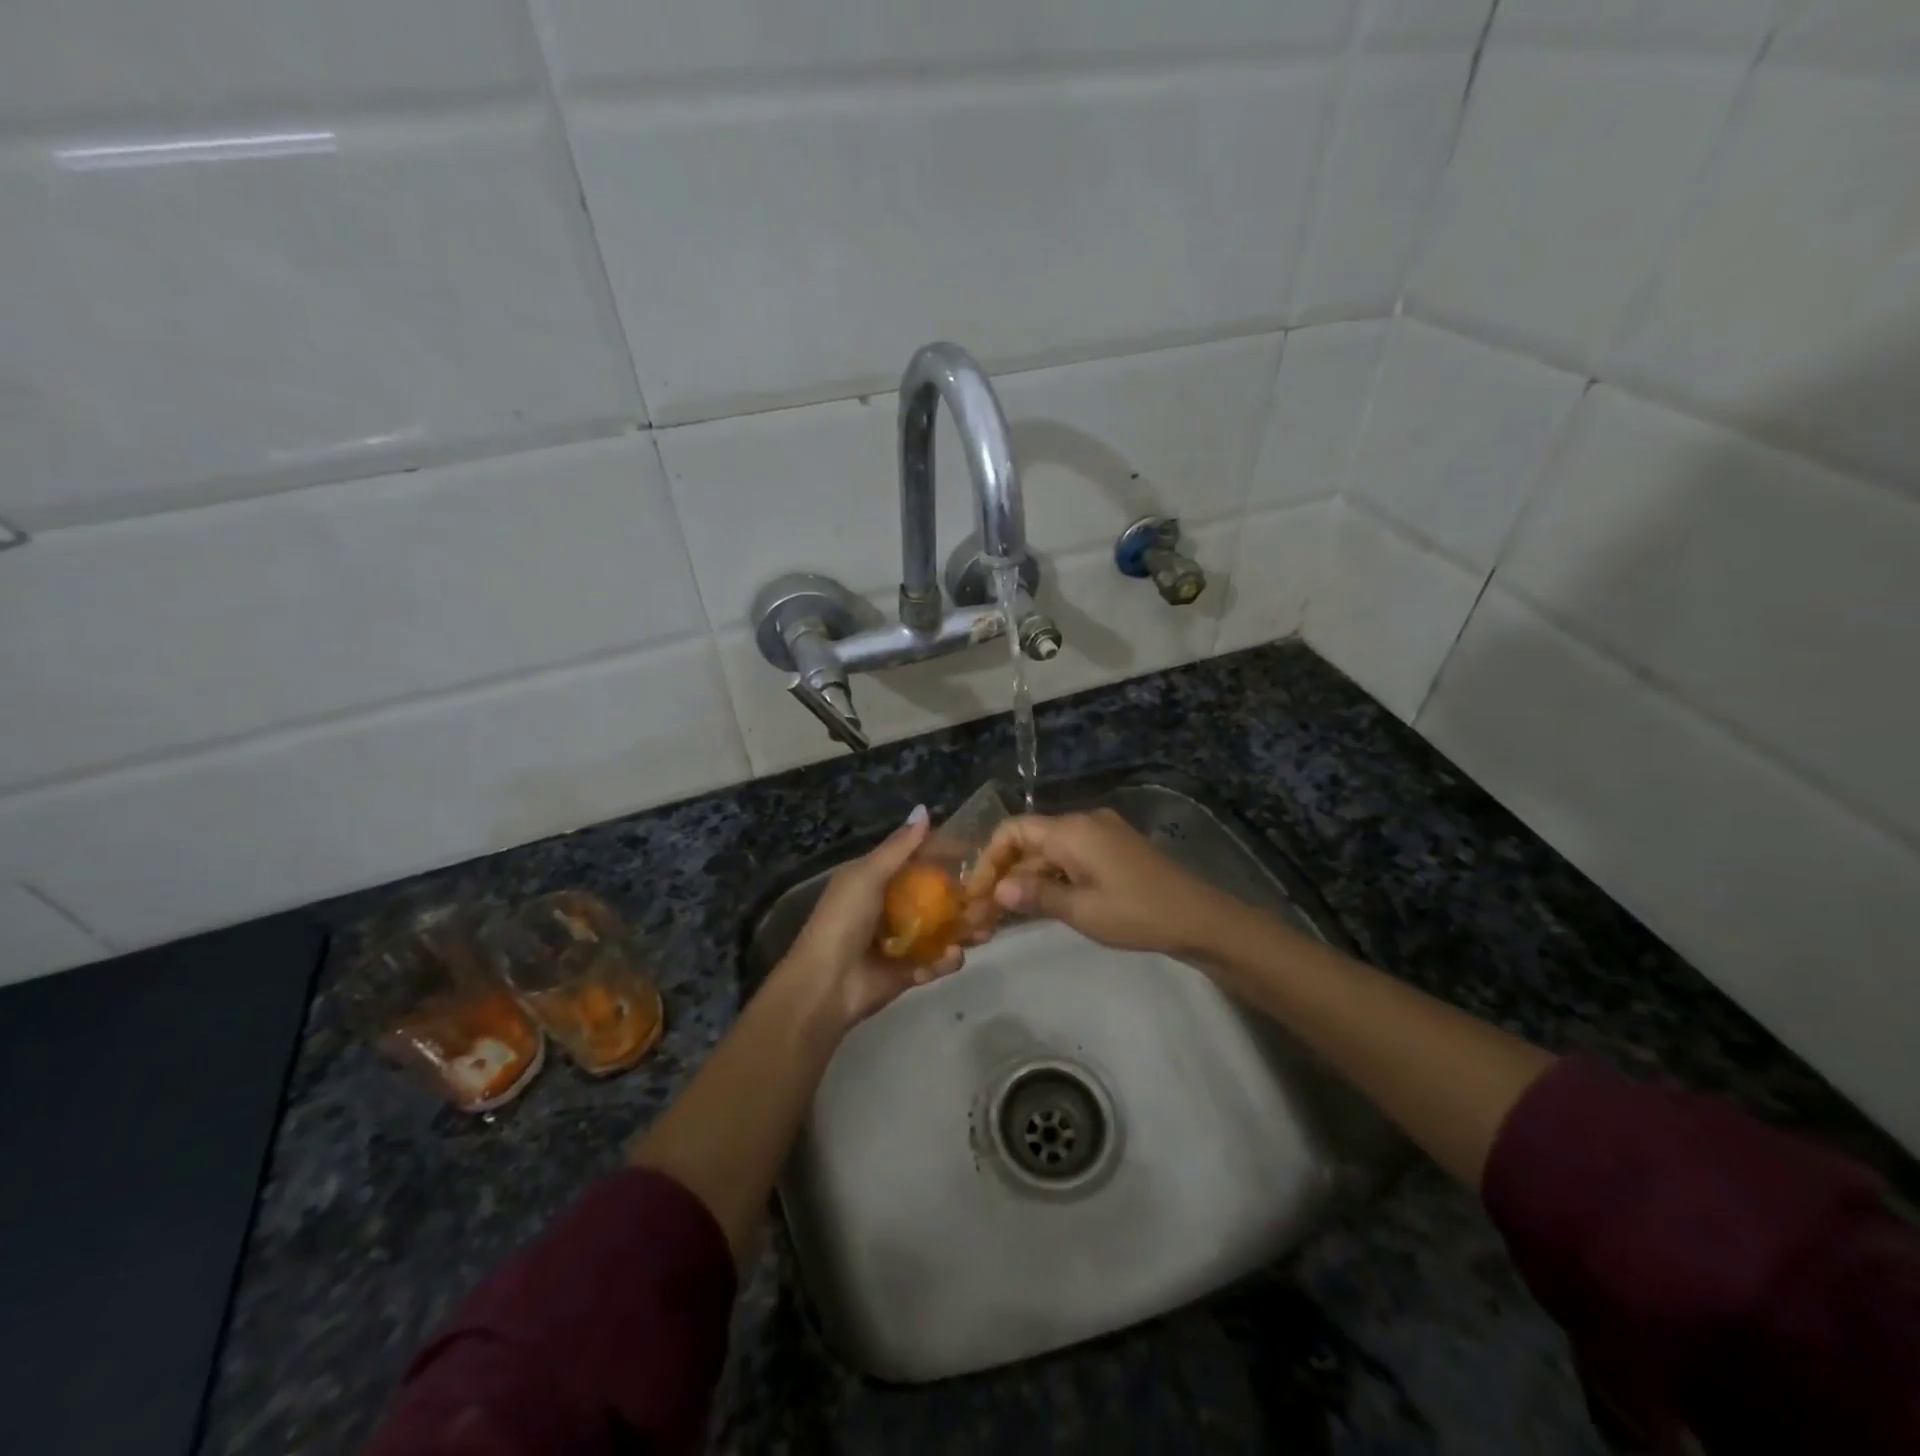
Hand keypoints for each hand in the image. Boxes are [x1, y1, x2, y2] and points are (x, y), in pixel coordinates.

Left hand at [778, 807, 964, 1030]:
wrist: (825, 984)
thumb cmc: (843, 920)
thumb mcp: (867, 876)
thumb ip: (898, 847)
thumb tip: (924, 810)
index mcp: (878, 881)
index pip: (919, 862)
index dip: (948, 857)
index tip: (981, 853)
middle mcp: (893, 907)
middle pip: (938, 898)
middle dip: (965, 898)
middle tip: (994, 898)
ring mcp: (903, 941)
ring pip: (943, 930)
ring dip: (965, 930)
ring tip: (985, 931)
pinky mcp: (910, 971)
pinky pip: (936, 962)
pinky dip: (946, 960)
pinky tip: (952, 956)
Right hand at [974, 809, 1233, 957]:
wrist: (1199, 919)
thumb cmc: (1136, 913)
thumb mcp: (1081, 910)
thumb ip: (1035, 896)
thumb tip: (997, 891)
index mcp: (1072, 830)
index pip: (1013, 830)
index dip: (989, 858)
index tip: (977, 892)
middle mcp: (1083, 822)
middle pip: (1030, 840)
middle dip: (1006, 872)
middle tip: (987, 911)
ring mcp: (1102, 834)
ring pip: (1050, 851)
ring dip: (1029, 877)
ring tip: (1009, 913)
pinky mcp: (1115, 850)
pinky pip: (1071, 857)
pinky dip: (1052, 877)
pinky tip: (1043, 904)